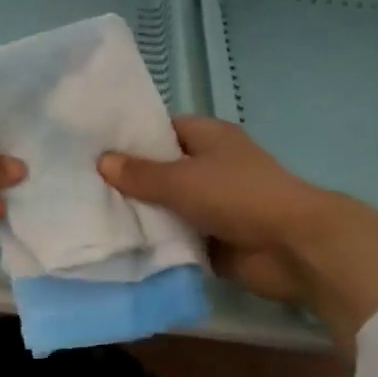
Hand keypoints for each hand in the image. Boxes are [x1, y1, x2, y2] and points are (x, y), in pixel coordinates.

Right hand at [99, 116, 377, 350]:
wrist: (294, 247)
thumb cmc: (238, 197)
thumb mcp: (181, 179)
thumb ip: (140, 173)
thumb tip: (102, 161)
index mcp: (209, 137)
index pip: (161, 128)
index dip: (131, 137)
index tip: (94, 148)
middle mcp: (211, 165)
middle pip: (162, 168)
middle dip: (130, 180)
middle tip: (83, 186)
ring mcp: (214, 203)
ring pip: (168, 205)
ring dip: (142, 214)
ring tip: (93, 217)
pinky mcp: (216, 237)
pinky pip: (178, 235)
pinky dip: (158, 241)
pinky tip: (121, 245)